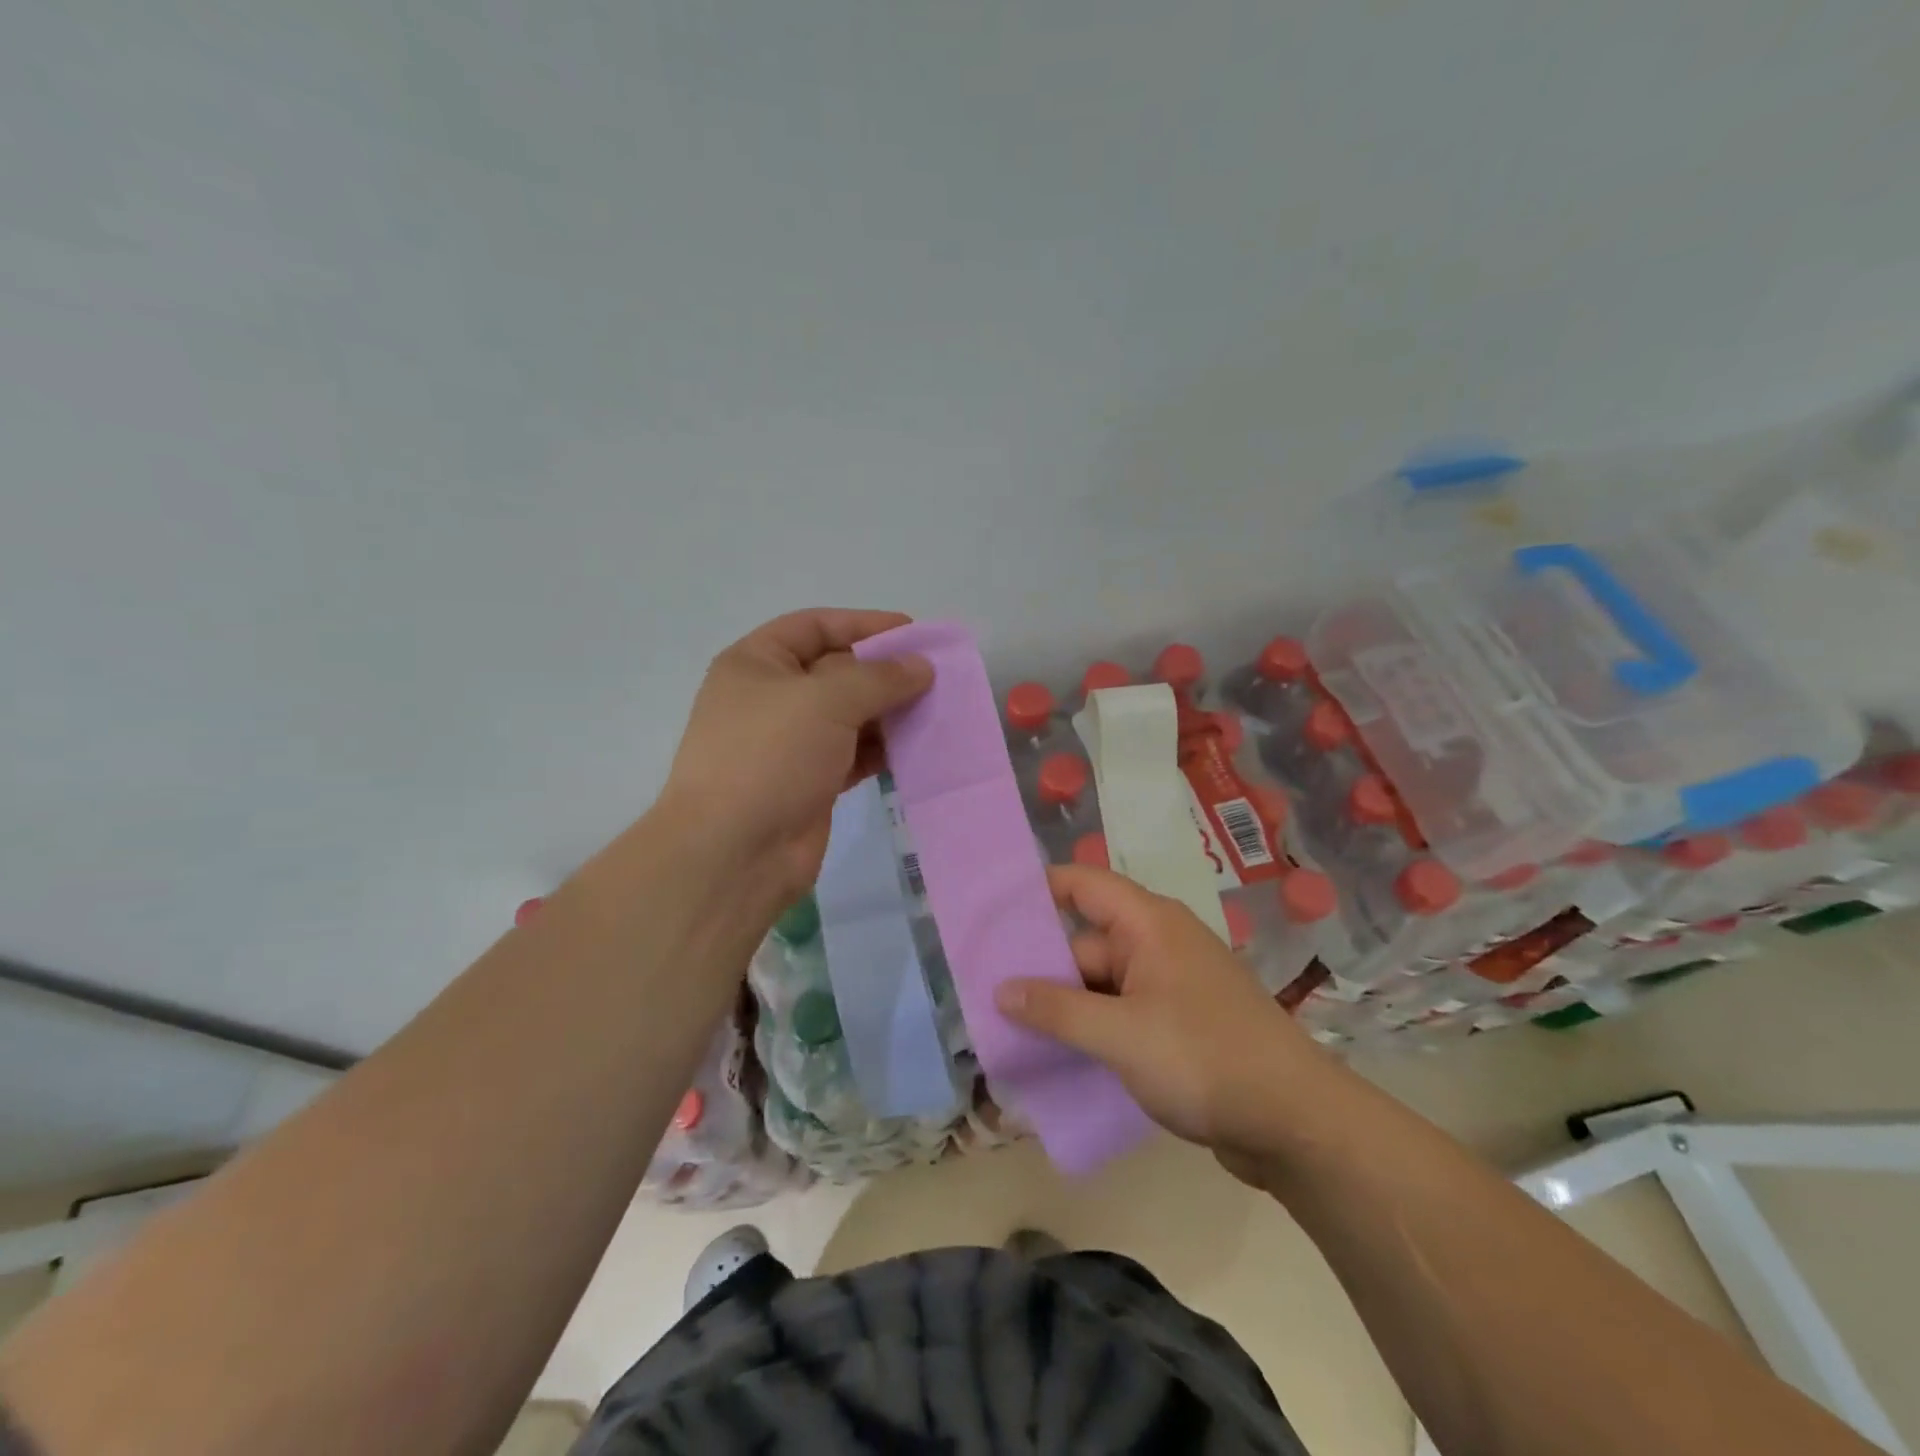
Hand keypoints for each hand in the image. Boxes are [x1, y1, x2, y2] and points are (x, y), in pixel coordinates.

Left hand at [659, 609, 932, 903]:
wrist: (735, 852)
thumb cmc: (771, 756)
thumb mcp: (825, 700)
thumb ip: (878, 677)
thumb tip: (920, 667)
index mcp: (756, 664)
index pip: (815, 626)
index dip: (864, 624)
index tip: (913, 632)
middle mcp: (771, 698)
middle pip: (836, 671)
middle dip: (883, 672)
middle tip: (934, 676)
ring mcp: (789, 743)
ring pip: (848, 715)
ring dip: (888, 712)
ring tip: (934, 711)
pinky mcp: (809, 782)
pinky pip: (853, 753)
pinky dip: (882, 749)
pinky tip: (915, 748)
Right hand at [995, 865, 1323, 1173]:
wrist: (1296, 1124)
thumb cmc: (1203, 1058)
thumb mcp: (1120, 1034)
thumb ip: (1056, 1010)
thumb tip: (1001, 989)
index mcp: (1149, 924)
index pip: (1082, 884)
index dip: (1037, 890)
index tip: (990, 910)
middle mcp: (1157, 944)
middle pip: (1085, 941)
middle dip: (1040, 968)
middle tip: (984, 992)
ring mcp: (1168, 986)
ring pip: (1100, 984)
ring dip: (1064, 1007)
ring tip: (1009, 1030)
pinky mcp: (1176, 1024)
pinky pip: (1120, 1014)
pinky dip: (1091, 1029)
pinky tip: (1056, 1056)